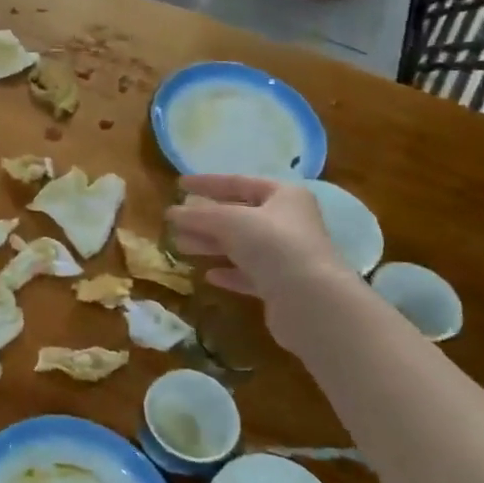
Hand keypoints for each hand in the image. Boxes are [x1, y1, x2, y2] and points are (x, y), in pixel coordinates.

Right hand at [165, 175, 352, 308]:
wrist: (311, 300)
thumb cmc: (273, 245)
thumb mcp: (229, 221)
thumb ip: (199, 215)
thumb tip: (172, 213)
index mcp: (283, 195)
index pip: (238, 182)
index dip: (207, 183)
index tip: (178, 185)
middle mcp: (288, 222)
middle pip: (239, 216)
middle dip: (205, 219)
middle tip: (175, 222)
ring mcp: (287, 255)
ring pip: (241, 245)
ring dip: (211, 245)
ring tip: (180, 246)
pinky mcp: (283, 286)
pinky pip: (250, 274)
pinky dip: (229, 272)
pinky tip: (209, 276)